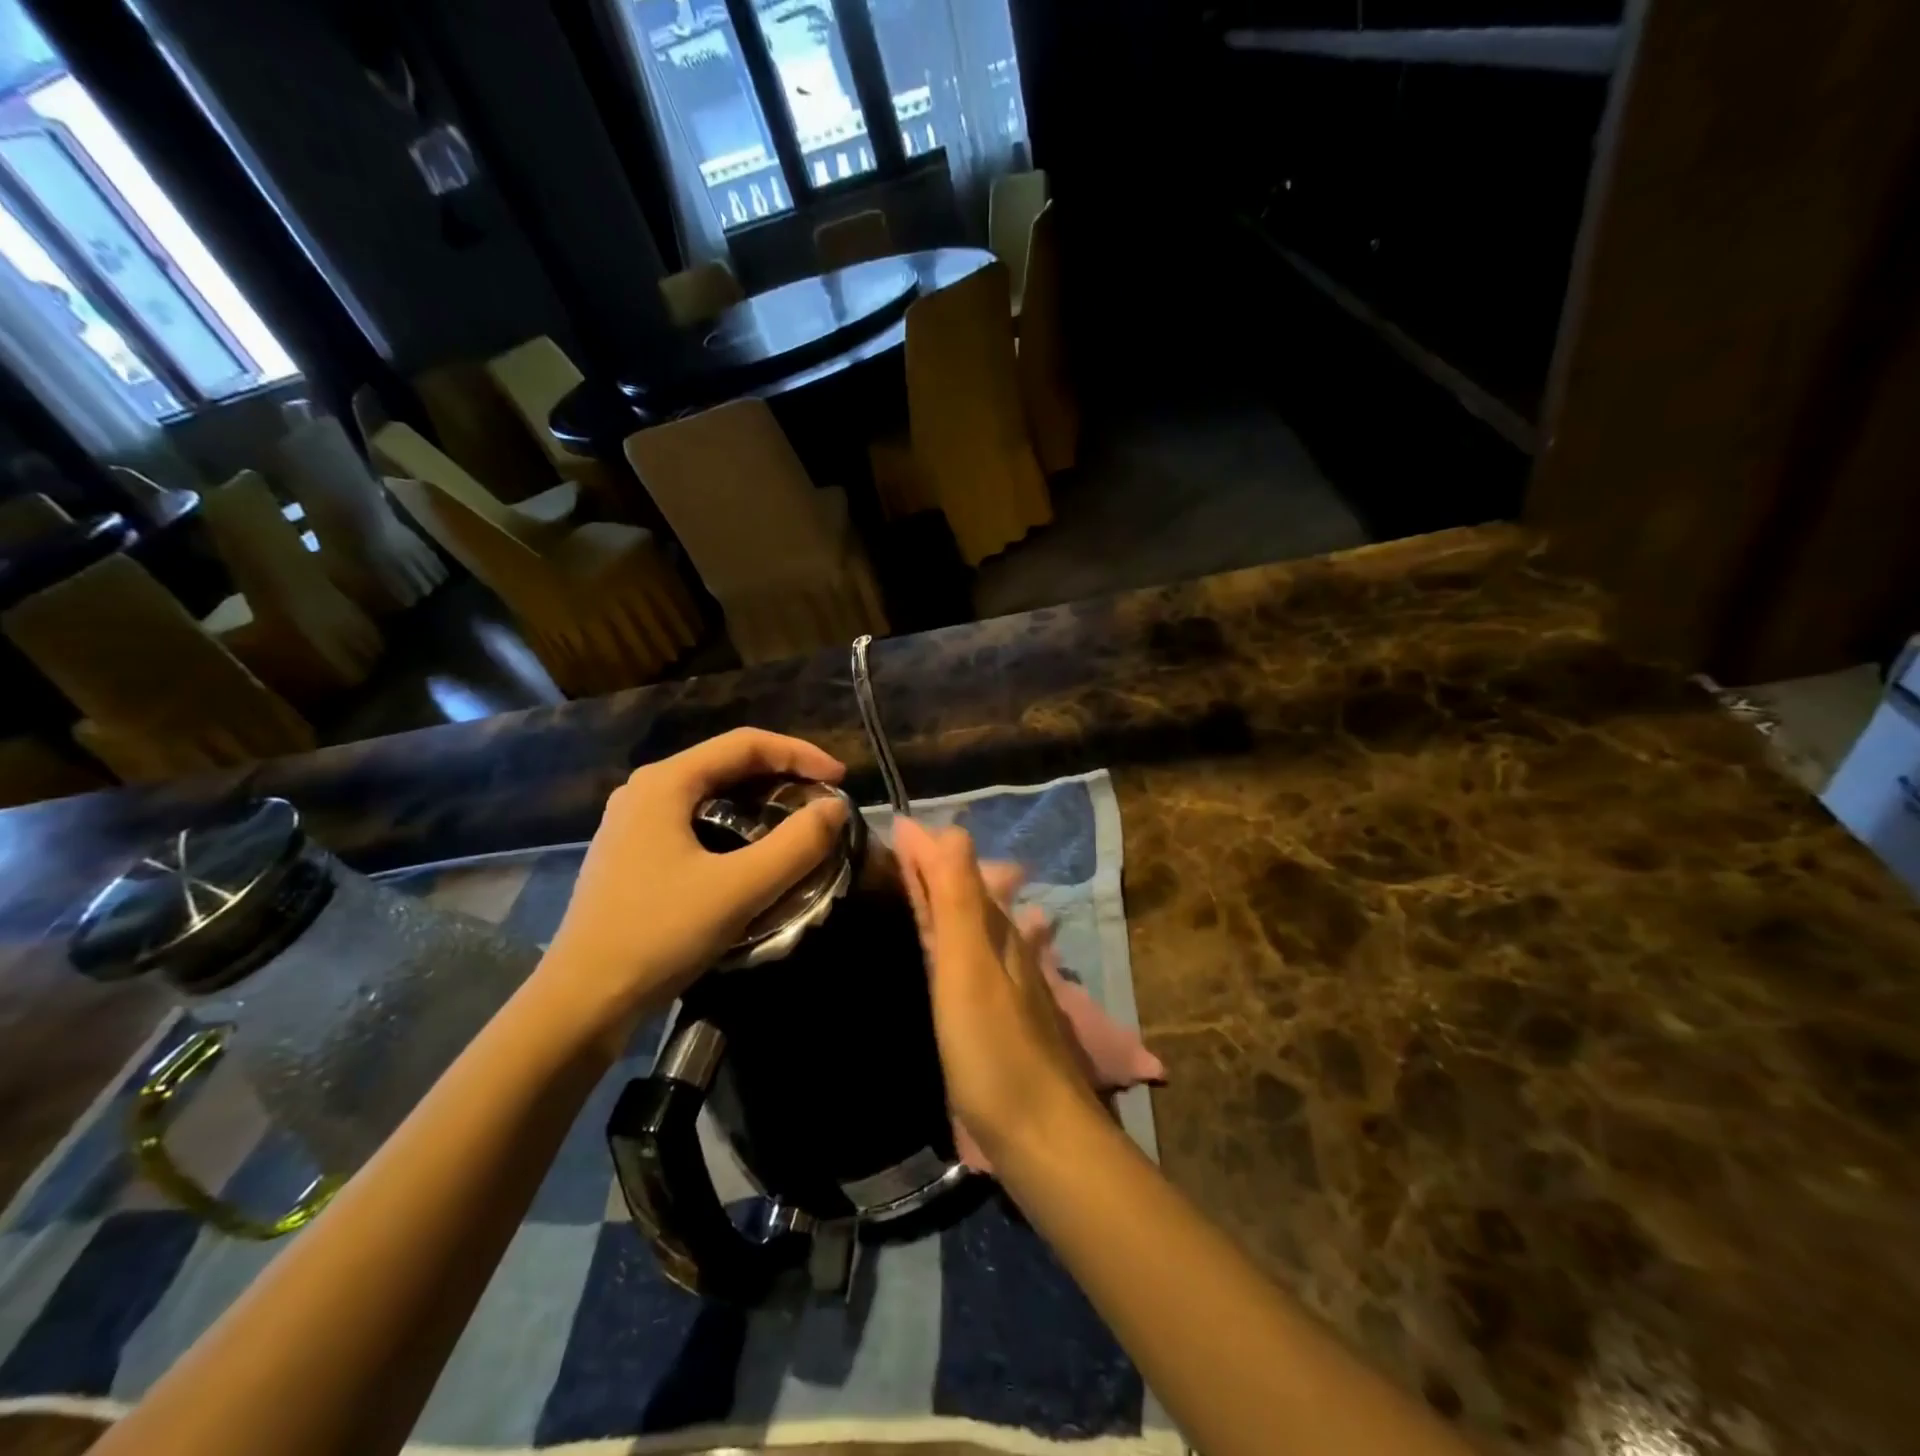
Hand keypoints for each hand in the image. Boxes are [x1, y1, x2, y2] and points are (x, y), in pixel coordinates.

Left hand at [539, 729, 848, 1043]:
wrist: (582, 1002)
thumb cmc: (659, 934)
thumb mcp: (740, 889)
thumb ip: (797, 845)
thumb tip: (835, 808)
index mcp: (666, 782)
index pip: (746, 744)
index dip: (800, 754)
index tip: (840, 779)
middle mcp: (646, 790)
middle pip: (728, 764)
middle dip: (783, 776)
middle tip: (823, 801)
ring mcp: (634, 823)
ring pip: (712, 794)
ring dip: (760, 802)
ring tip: (797, 824)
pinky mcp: (633, 854)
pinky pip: (696, 821)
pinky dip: (735, 826)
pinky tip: (754, 854)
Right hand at [892, 818, 1100, 1162]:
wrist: (1041, 1136)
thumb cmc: (995, 1050)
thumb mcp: (969, 968)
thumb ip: (959, 902)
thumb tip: (952, 829)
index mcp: (995, 932)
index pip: (957, 873)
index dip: (926, 850)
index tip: (893, 828)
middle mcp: (1004, 949)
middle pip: (965, 896)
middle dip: (933, 870)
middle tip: (893, 854)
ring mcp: (1004, 985)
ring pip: (969, 927)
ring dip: (941, 902)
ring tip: (907, 890)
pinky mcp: (997, 1018)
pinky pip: (967, 960)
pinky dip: (948, 941)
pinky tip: (940, 951)